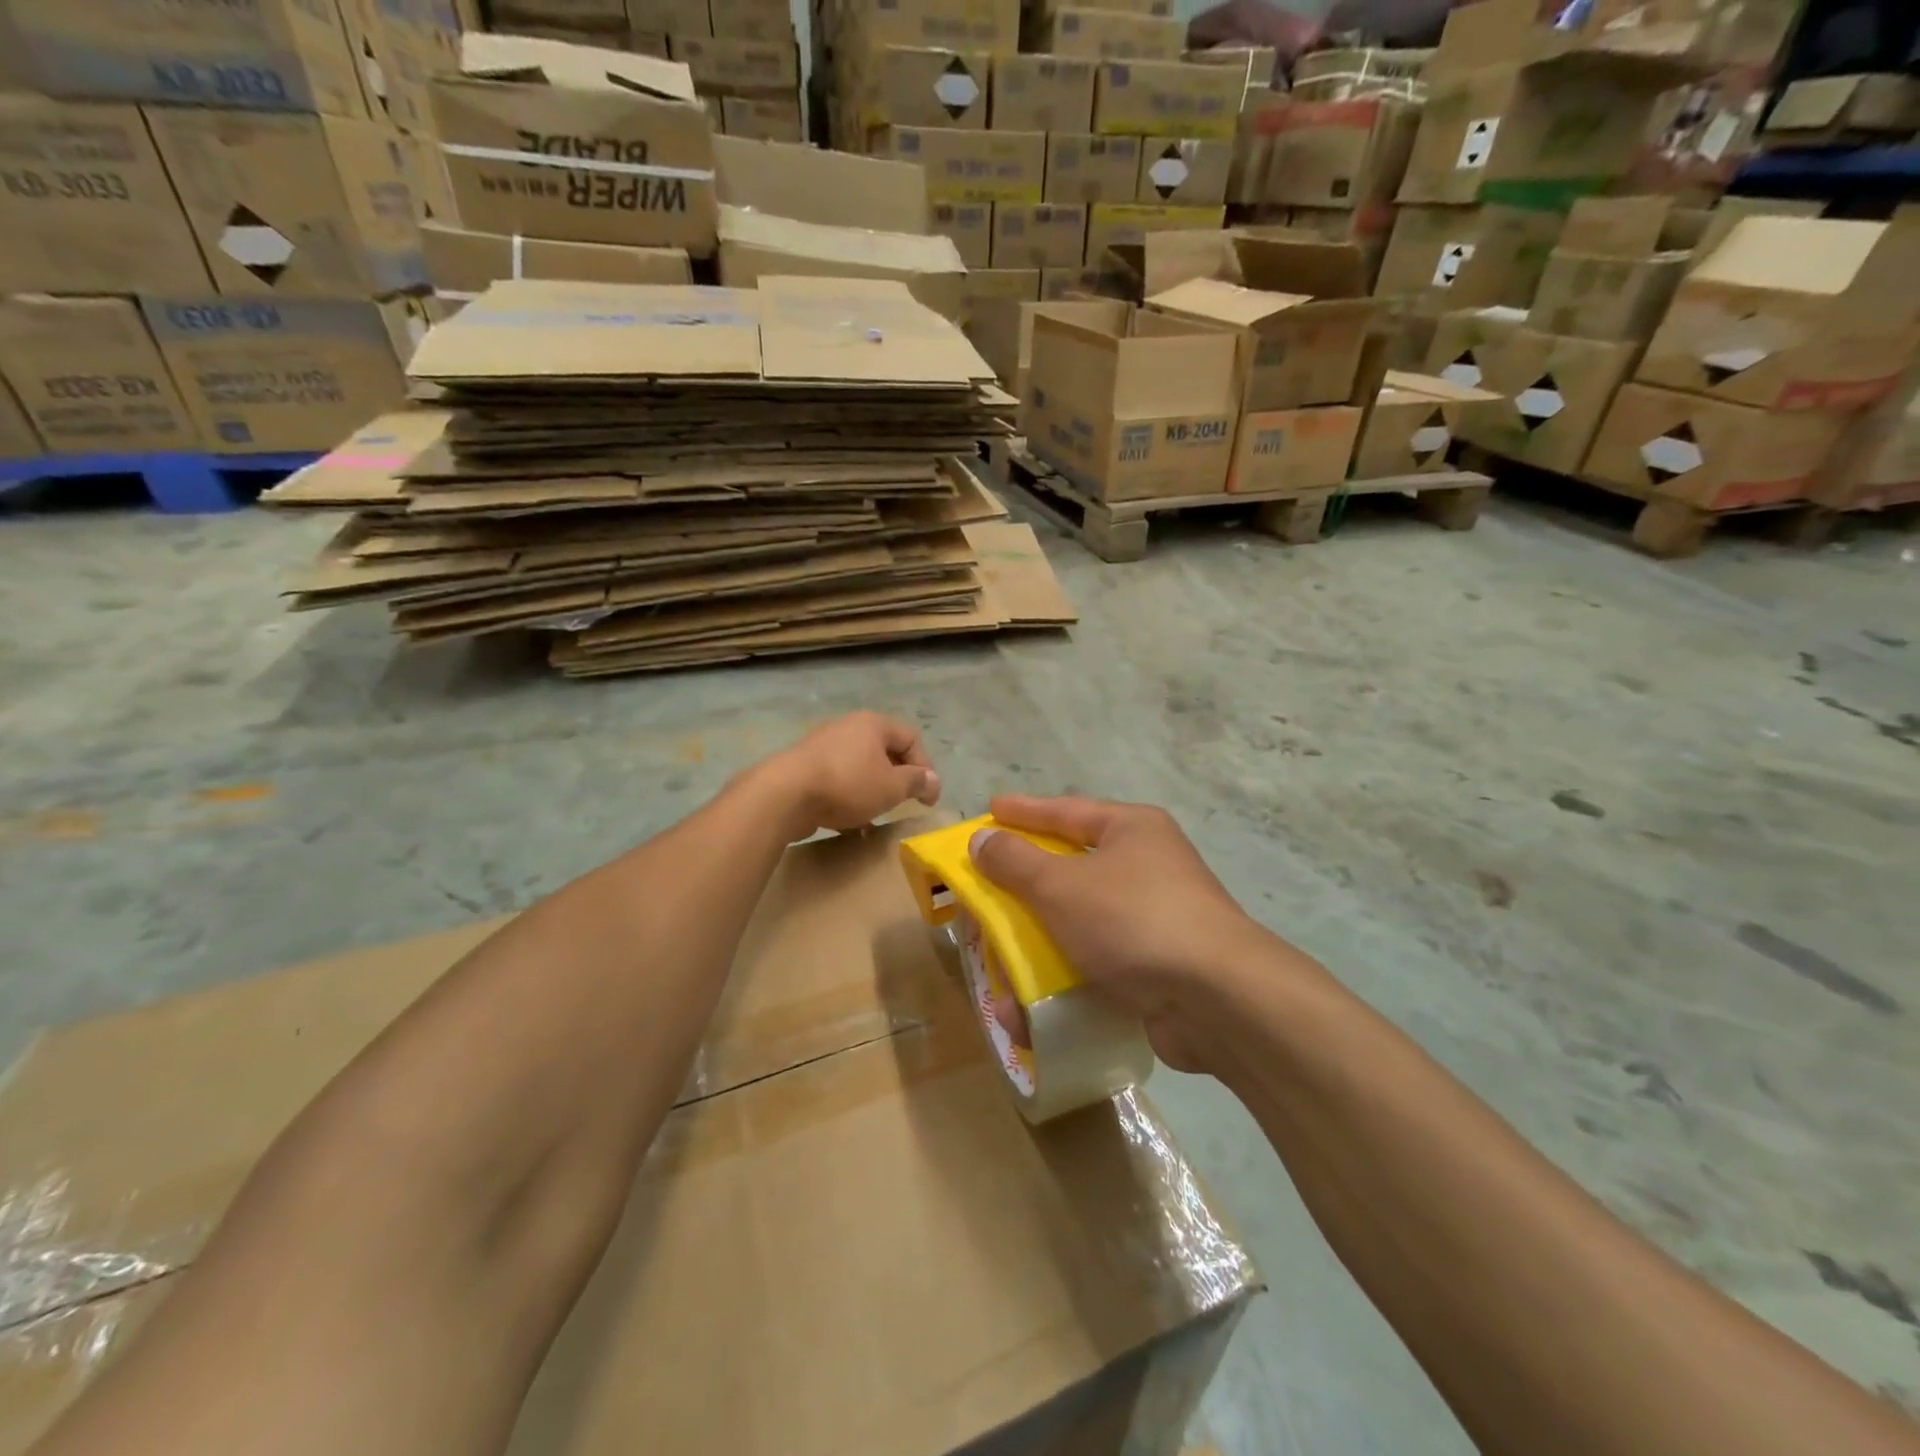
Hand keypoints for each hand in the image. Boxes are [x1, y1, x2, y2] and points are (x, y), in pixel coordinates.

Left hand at [760, 712, 939, 838]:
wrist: (785, 794)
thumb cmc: (848, 785)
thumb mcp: (892, 787)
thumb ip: (916, 782)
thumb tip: (932, 779)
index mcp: (873, 724)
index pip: (911, 738)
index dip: (926, 767)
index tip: (928, 798)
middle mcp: (848, 726)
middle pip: (884, 750)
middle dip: (898, 778)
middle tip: (904, 802)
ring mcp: (823, 744)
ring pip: (860, 766)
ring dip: (873, 789)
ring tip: (876, 813)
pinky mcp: (804, 766)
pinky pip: (838, 778)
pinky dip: (849, 795)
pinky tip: (849, 820)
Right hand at [968, 795, 1284, 1072]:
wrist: (1218, 1000)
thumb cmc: (1133, 920)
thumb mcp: (1061, 885)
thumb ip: (1015, 861)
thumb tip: (982, 839)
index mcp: (1131, 829)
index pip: (1066, 811)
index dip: (1024, 811)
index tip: (990, 810)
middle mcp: (1146, 866)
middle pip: (1069, 870)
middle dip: (1022, 890)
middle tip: (985, 893)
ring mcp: (1154, 918)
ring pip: (1077, 923)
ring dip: (1036, 947)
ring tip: (998, 963)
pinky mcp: (1155, 967)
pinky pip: (1095, 964)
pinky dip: (1062, 980)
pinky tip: (1030, 1008)